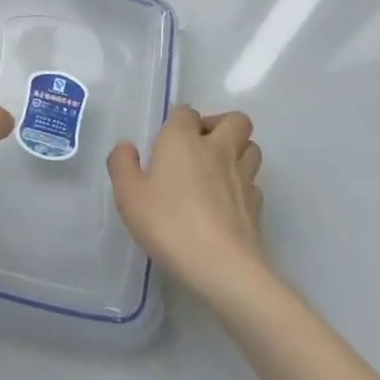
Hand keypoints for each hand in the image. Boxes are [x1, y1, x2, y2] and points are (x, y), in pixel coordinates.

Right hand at [108, 107, 265, 297]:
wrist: (222, 267)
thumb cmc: (169, 223)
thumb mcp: (128, 194)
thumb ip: (122, 164)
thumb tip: (127, 148)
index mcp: (183, 140)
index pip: (186, 112)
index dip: (178, 122)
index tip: (165, 143)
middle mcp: (217, 149)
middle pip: (235, 120)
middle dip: (220, 126)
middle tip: (199, 147)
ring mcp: (243, 177)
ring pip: (251, 147)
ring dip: (237, 151)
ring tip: (216, 171)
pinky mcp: (257, 206)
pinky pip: (254, 182)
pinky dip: (243, 185)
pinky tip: (227, 203)